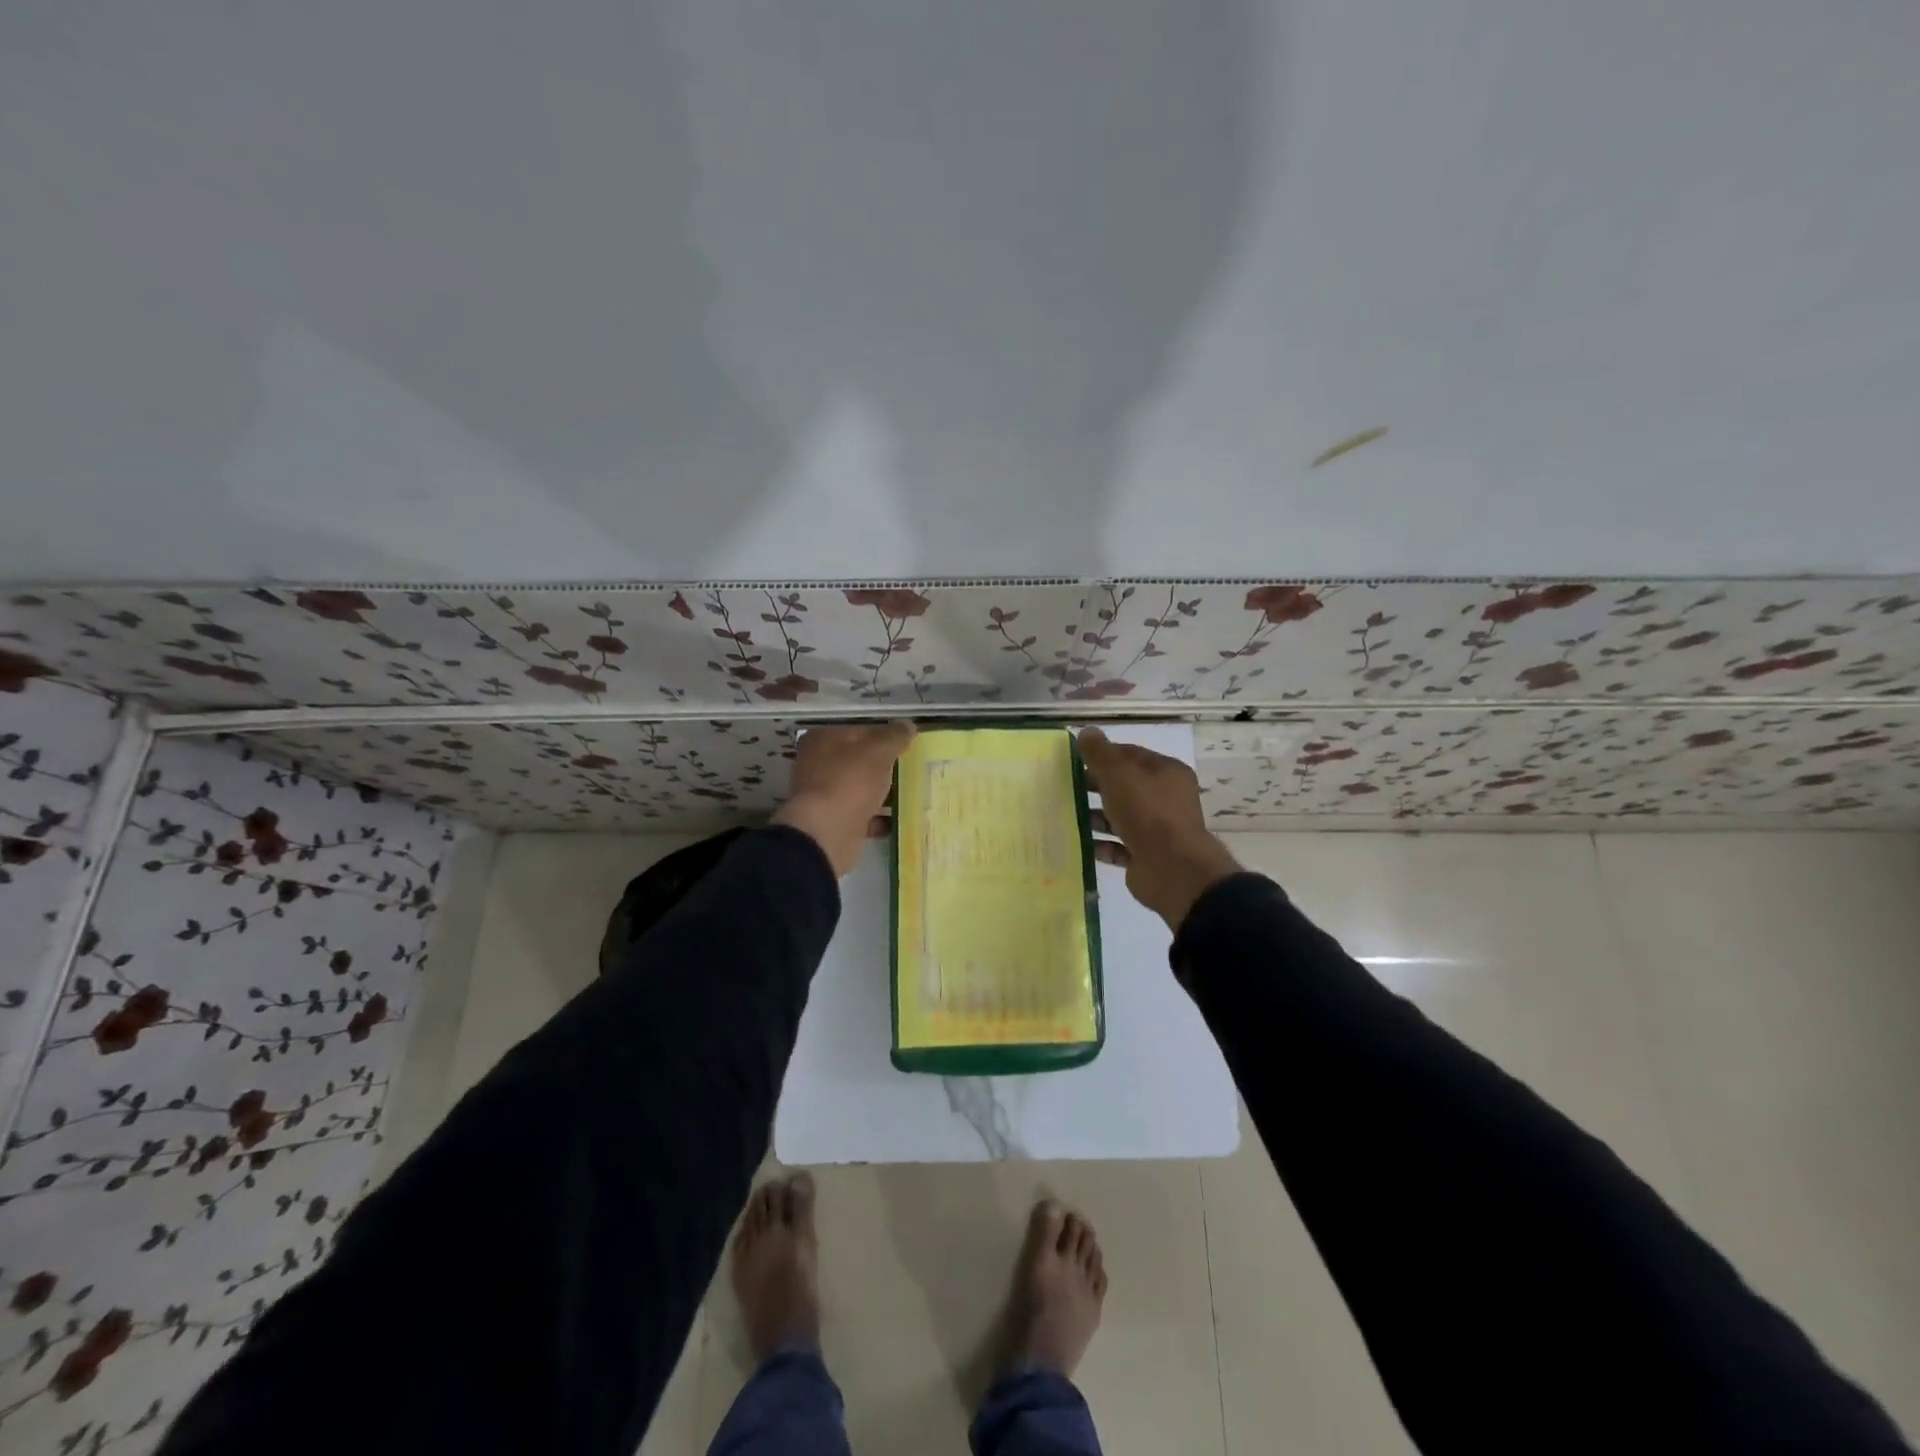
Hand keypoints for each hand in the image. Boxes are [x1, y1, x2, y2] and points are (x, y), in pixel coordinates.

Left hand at [773, 722, 915, 876]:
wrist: (827, 833)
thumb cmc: (850, 781)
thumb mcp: (879, 750)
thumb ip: (895, 736)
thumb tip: (907, 725)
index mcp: (823, 739)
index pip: (861, 731)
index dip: (886, 736)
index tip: (909, 746)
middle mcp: (818, 764)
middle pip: (860, 760)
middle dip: (885, 766)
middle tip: (914, 769)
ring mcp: (824, 794)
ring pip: (861, 788)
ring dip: (883, 793)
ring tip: (912, 794)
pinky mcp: (832, 821)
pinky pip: (862, 815)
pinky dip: (879, 817)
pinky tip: (900, 819)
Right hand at [1077, 727, 1240, 931]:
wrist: (1172, 869)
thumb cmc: (1147, 812)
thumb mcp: (1119, 774)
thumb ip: (1100, 753)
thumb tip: (1086, 731)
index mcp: (1167, 773)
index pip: (1131, 755)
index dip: (1103, 754)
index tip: (1074, 759)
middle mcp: (1165, 799)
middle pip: (1125, 786)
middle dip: (1096, 786)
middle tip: (1065, 786)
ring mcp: (1157, 830)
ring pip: (1120, 817)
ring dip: (1095, 816)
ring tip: (1065, 814)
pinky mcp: (1145, 857)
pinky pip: (1117, 846)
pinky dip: (1099, 844)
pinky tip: (1077, 841)